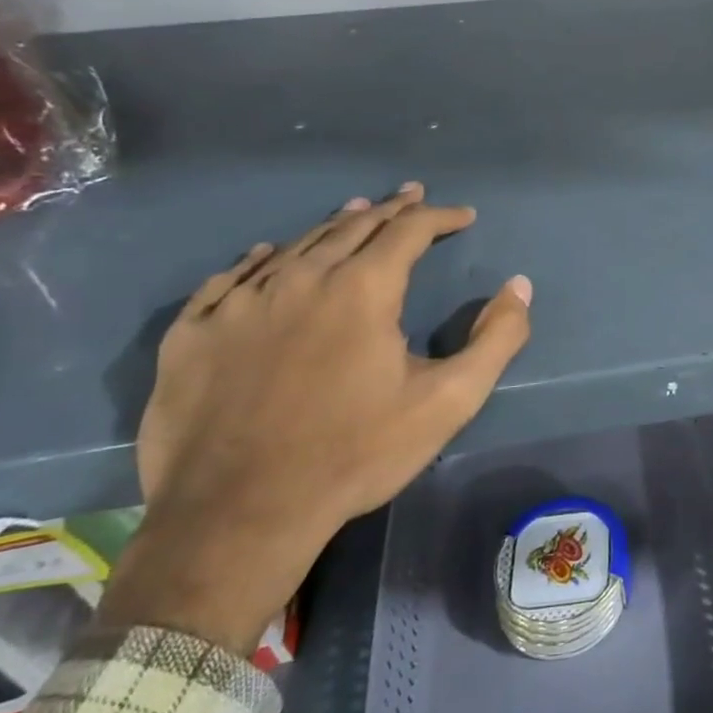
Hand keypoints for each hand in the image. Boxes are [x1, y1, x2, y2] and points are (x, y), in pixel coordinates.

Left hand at [95, 183, 532, 654]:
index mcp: (362, 289)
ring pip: (293, 246)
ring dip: (331, 226)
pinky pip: (228, 279)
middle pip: (350, 227)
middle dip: (389, 209)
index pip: (407, 231)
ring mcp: (238, 304)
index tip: (463, 216)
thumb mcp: (449, 401)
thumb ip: (496, 338)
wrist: (238, 515)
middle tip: (411, 197)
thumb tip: (520, 285)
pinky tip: (265, 254)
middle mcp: (299, 279)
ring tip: (353, 212)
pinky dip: (256, 259)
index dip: (439, 217)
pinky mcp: (192, 334)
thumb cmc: (356, 454)